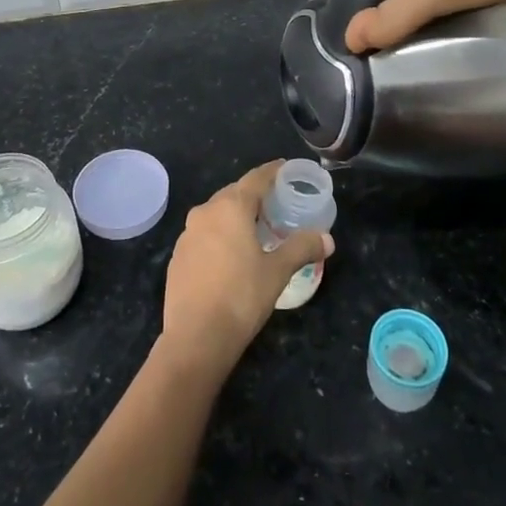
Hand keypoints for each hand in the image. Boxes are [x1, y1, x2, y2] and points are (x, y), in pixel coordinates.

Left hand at [159, 160, 333, 375]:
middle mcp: (205, 212)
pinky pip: (204, 235)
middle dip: (255, 195)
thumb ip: (301, 249)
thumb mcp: (278, 272)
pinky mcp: (177, 257)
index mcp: (230, 207)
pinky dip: (220, 236)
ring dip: (236, 216)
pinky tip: (231, 255)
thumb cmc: (241, 296)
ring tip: (255, 229)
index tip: (285, 167)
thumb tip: (327, 239)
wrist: (195, 338)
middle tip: (276, 202)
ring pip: (216, 214)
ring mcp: (187, 235)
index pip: (255, 178)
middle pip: (234, 194)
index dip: (272, 171)